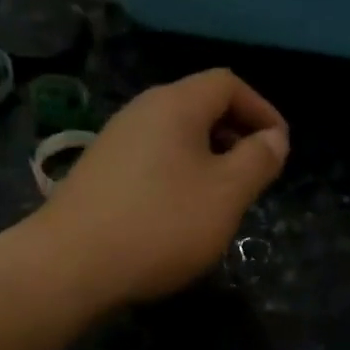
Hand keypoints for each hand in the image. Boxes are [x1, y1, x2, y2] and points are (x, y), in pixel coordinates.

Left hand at [35, 69, 289, 306]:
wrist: (69, 265)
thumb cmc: (161, 223)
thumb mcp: (227, 193)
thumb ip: (258, 160)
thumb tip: (274, 138)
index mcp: (175, 104)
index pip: (228, 84)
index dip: (262, 109)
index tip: (279, 147)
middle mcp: (141, 111)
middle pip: (200, 106)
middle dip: (236, 135)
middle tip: (255, 174)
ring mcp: (115, 141)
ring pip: (176, 136)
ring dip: (209, 158)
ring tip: (223, 198)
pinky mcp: (99, 172)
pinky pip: (153, 159)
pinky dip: (180, 174)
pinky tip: (181, 214)